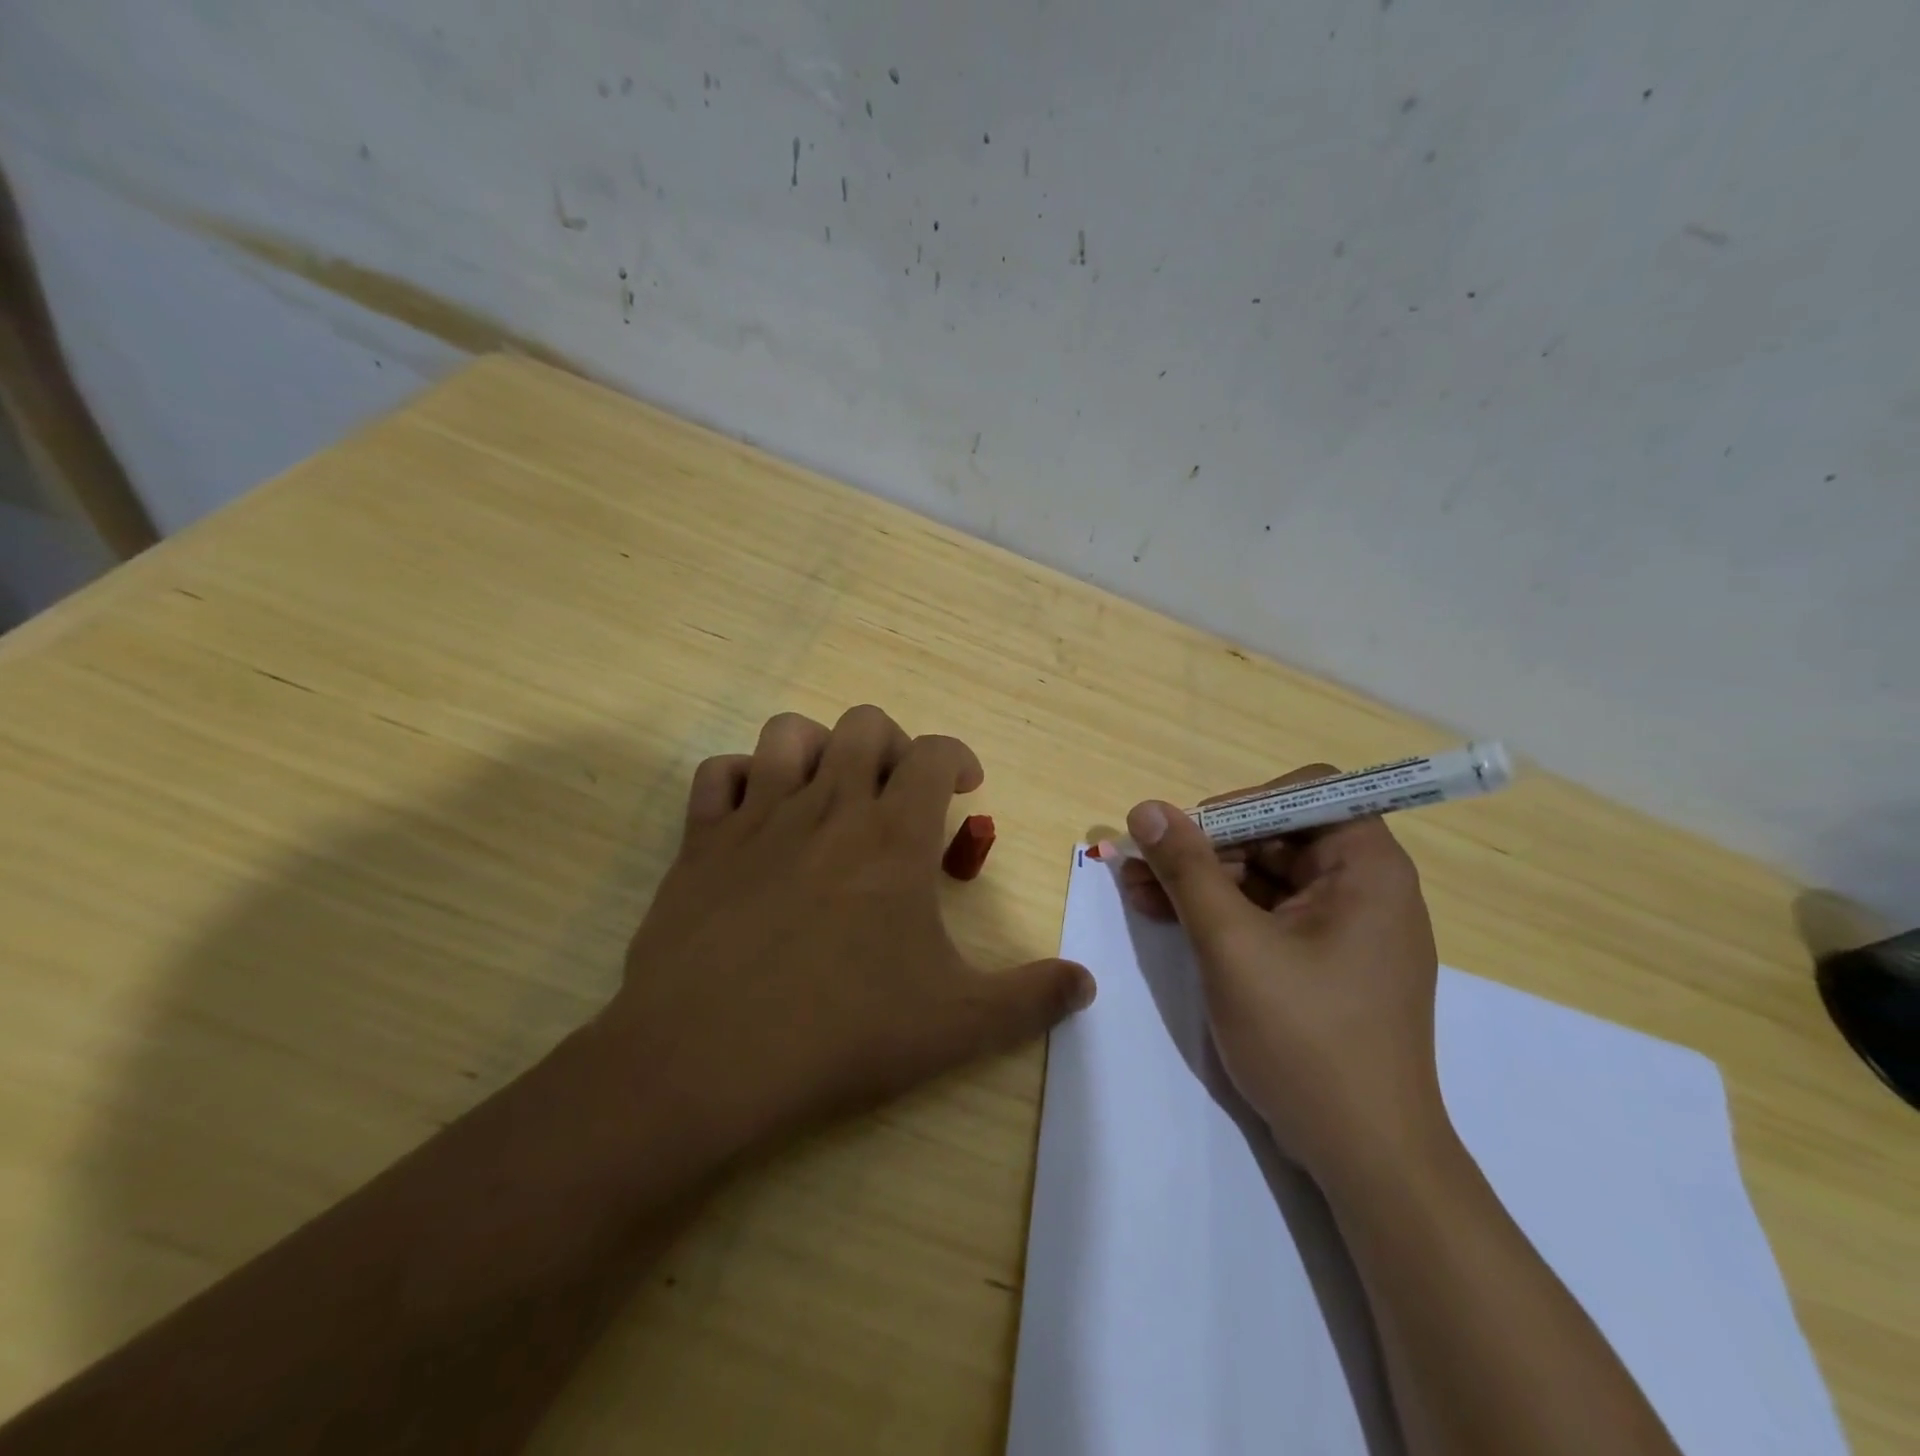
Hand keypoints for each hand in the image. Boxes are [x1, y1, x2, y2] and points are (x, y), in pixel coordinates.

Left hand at [600, 706, 1095, 1161]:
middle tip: (899, 793)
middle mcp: (828, 806)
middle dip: (893, 744)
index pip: (934, 754)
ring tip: (829, 792)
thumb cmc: (842, 1032)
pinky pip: (718, 774)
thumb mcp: (956, 1024)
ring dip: (818, 748)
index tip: (965, 786)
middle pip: (864, 724)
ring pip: (789, 733)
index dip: (957, 757)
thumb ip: (1030, 999)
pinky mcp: (702, 841)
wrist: (708, 1059)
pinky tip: (756, 815)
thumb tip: (1087, 985)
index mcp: (892, 835)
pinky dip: (742, 779)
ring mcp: (758, 817)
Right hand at [1118, 766, 1443, 1184]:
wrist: (1365, 1158)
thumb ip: (1188, 870)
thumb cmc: (1306, 1040)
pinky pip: (1267, 915)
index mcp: (1367, 869)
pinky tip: (1166, 917)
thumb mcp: (1232, 946)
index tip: (1191, 834)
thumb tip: (1146, 809)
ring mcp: (1344, 928)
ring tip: (1137, 892)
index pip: (1308, 793)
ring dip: (1202, 880)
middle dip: (1206, 847)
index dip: (1244, 802)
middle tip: (1142, 864)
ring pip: (1264, 876)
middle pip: (1277, 834)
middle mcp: (1364, 888)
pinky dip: (1220, 913)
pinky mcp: (1323, 962)